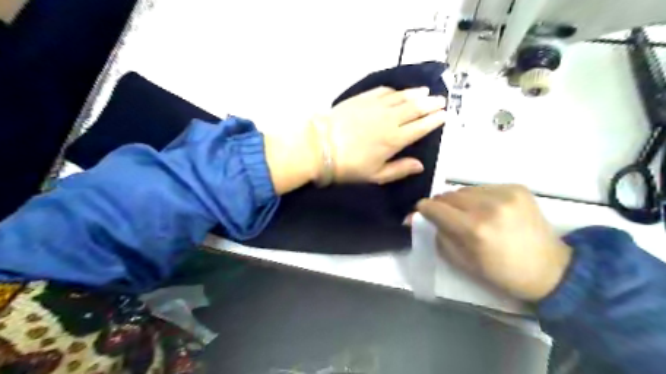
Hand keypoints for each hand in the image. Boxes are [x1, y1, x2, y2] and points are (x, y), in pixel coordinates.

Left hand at [319, 85, 443, 183]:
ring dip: (416, 94)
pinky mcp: (362, 98)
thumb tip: (420, 165)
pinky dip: (395, 91)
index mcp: (395, 140)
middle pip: (415, 108)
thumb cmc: (348, 166)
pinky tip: (398, 91)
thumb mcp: (375, 175)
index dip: (434, 120)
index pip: (421, 127)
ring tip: (426, 91)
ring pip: (402, 97)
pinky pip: (383, 91)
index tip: (445, 115)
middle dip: (430, 103)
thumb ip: (399, 169)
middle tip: (441, 100)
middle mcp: (390, 119)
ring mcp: (376, 106)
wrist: (320, 146)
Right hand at [415, 183, 572, 299]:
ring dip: (460, 201)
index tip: (421, 213)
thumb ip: (439, 236)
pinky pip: (483, 187)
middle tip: (447, 218)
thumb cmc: (502, 273)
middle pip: (448, 195)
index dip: (423, 209)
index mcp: (474, 229)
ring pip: (464, 189)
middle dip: (442, 205)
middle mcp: (488, 206)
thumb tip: (418, 218)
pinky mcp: (517, 187)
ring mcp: (505, 194)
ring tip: (470, 214)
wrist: (551, 269)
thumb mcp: (463, 262)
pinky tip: (489, 210)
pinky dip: (479, 197)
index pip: (434, 207)